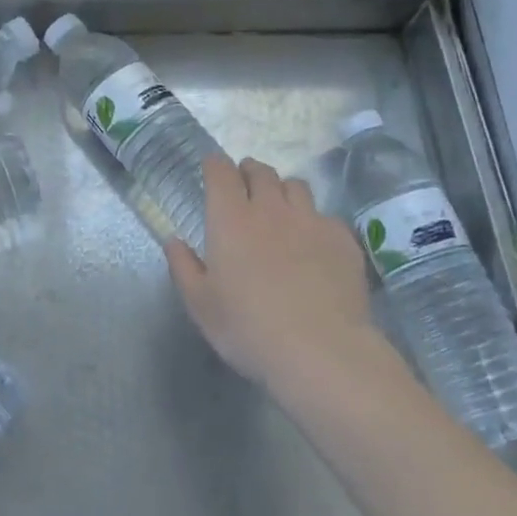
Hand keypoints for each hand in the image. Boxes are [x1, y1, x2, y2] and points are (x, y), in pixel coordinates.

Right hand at [166, 156, 376, 389]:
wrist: (320, 350)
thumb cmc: (248, 328)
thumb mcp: (201, 305)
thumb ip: (183, 267)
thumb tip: (173, 241)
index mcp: (231, 219)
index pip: (221, 172)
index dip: (215, 165)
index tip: (212, 168)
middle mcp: (271, 209)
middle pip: (261, 172)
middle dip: (249, 172)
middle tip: (244, 185)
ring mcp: (311, 220)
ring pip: (296, 186)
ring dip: (283, 190)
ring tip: (280, 208)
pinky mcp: (343, 239)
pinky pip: (325, 215)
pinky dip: (314, 220)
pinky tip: (313, 243)